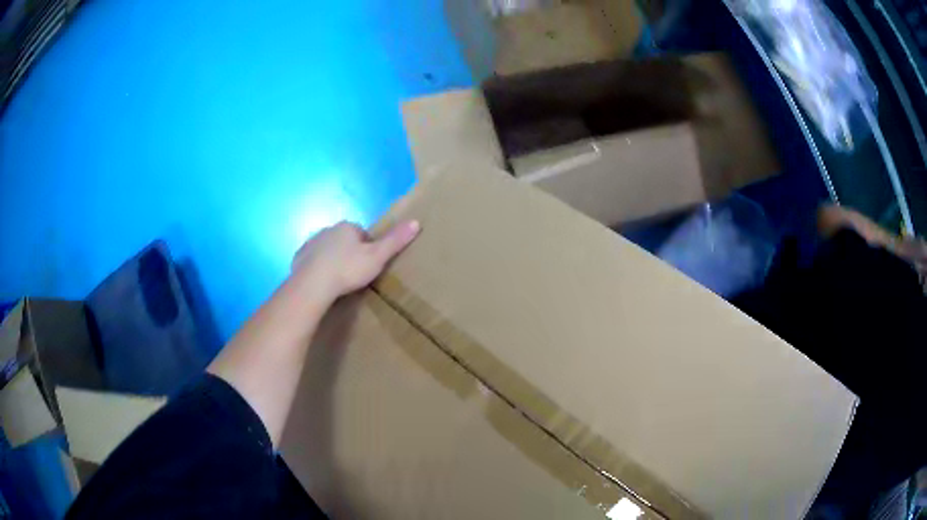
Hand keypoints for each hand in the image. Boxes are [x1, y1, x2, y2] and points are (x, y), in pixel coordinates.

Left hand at [291, 220, 419, 302]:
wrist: (313, 284)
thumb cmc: (348, 269)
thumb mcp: (377, 257)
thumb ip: (395, 241)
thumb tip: (416, 221)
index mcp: (347, 227)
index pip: (362, 234)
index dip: (368, 249)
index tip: (369, 265)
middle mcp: (328, 229)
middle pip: (344, 240)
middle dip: (349, 253)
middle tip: (354, 274)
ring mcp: (311, 242)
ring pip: (327, 249)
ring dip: (333, 259)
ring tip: (338, 280)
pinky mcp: (299, 257)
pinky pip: (312, 260)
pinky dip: (318, 267)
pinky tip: (322, 282)